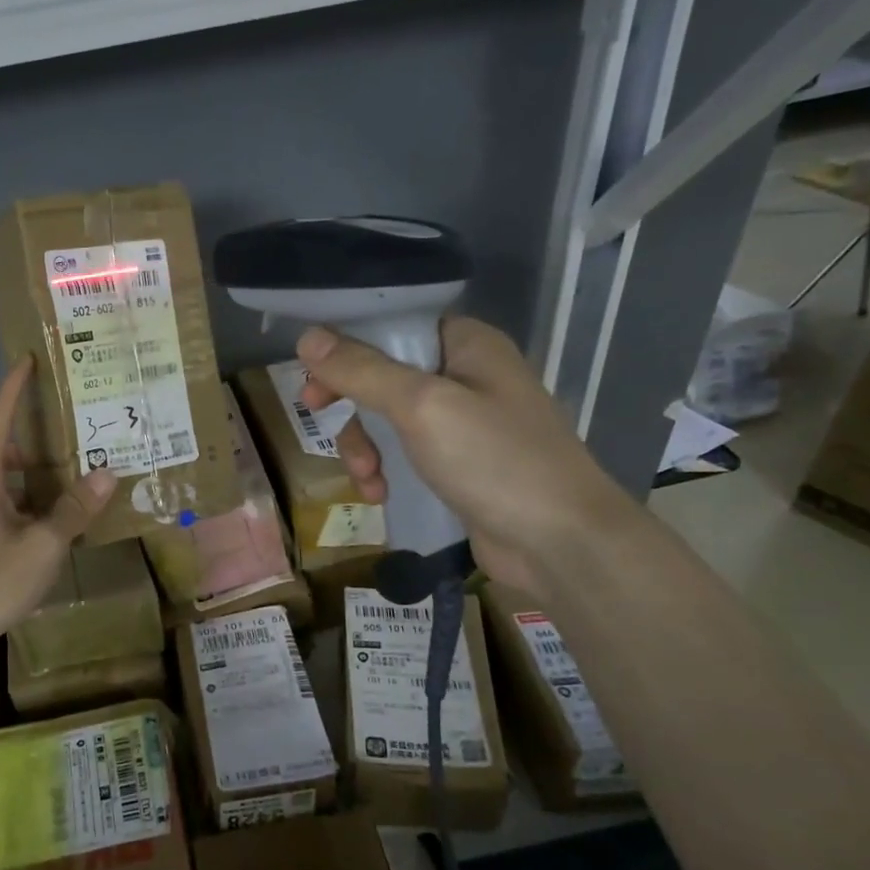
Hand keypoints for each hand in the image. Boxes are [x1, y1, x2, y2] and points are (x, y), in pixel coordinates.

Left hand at [0, 358, 116, 646]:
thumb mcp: (41, 545)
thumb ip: (73, 510)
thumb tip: (107, 473)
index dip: (12, 389)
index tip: (26, 360)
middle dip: (28, 434)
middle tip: (64, 425)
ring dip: (28, 473)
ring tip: (65, 471)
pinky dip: (23, 501)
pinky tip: (48, 521)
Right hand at [297, 318, 637, 597]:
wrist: (561, 544)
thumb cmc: (495, 460)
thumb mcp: (421, 407)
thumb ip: (362, 371)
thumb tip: (307, 338)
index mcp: (466, 344)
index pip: (393, 325)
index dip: (347, 345)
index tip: (314, 376)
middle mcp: (466, 375)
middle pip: (383, 373)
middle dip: (351, 403)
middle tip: (319, 418)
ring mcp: (464, 422)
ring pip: (388, 418)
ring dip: (365, 446)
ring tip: (365, 478)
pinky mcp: (460, 464)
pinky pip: (405, 453)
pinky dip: (386, 470)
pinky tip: (380, 495)